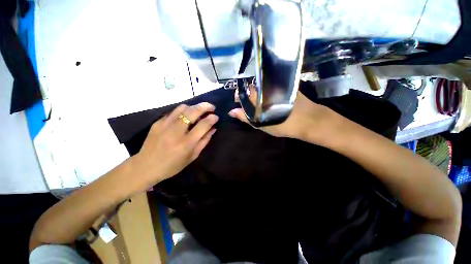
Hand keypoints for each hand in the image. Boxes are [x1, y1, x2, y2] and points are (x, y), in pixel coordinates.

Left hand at [131, 102, 217, 189]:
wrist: (145, 166)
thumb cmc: (172, 165)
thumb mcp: (192, 156)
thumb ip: (204, 141)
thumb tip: (213, 128)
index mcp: (186, 143)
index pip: (203, 125)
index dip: (212, 119)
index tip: (216, 117)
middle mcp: (176, 131)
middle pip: (193, 112)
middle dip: (205, 106)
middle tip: (211, 107)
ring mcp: (165, 125)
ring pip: (182, 108)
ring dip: (194, 106)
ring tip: (198, 110)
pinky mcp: (157, 122)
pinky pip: (173, 112)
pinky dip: (183, 111)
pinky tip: (185, 115)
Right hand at [229, 85, 335, 141]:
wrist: (308, 120)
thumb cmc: (282, 125)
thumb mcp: (261, 124)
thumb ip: (245, 117)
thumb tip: (231, 112)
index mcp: (258, 97)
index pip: (243, 92)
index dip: (239, 96)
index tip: (238, 101)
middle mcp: (265, 87)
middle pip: (252, 87)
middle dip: (248, 94)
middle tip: (250, 103)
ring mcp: (276, 85)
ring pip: (261, 86)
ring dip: (258, 92)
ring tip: (259, 102)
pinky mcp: (285, 85)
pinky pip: (271, 85)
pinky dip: (268, 90)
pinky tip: (269, 97)